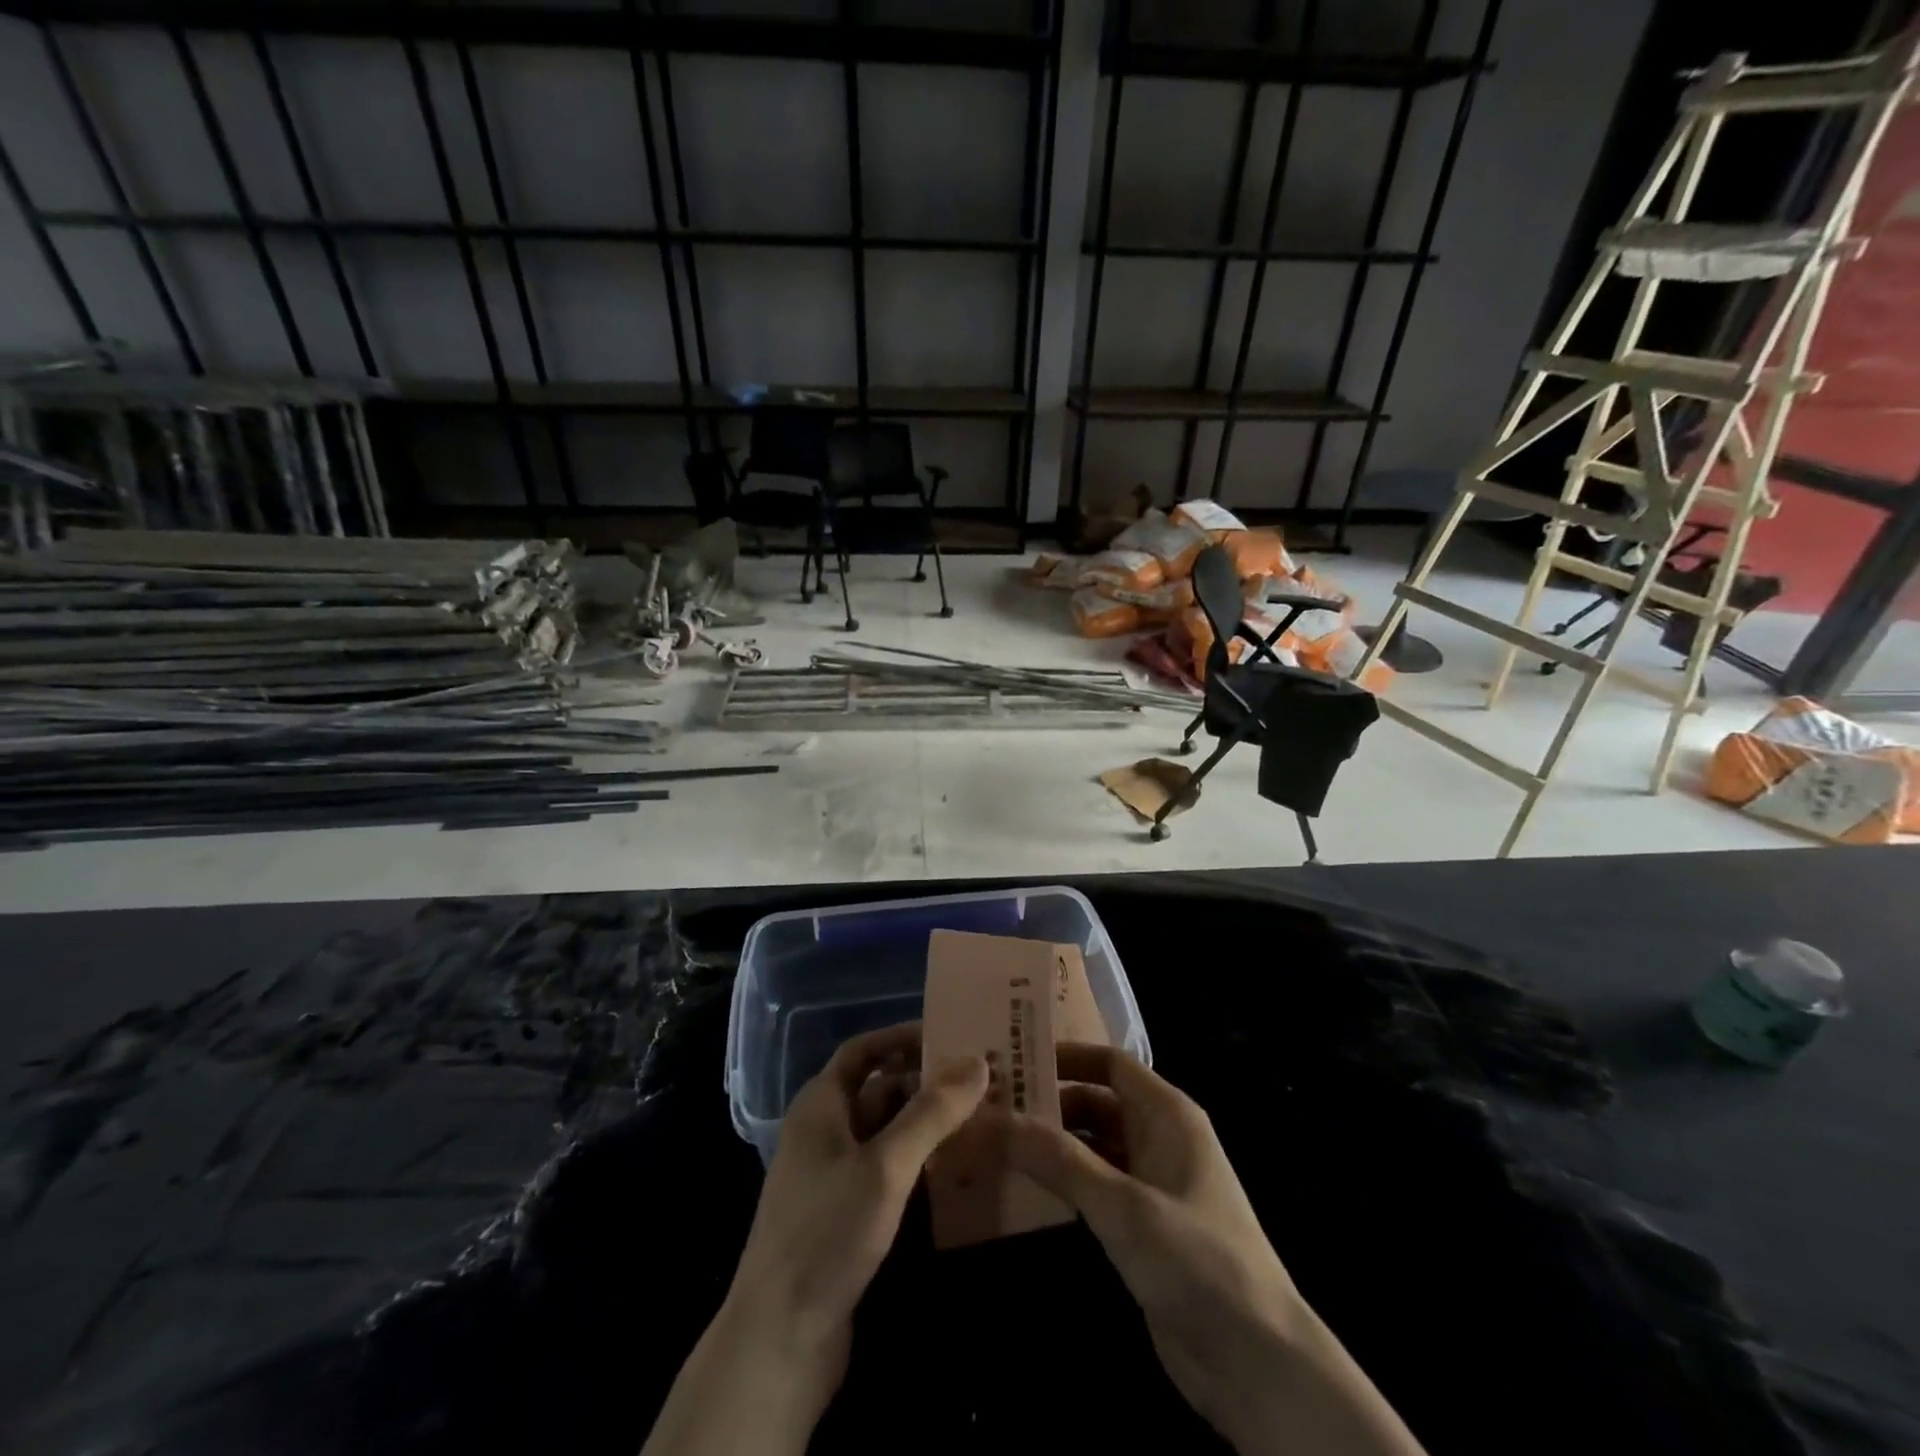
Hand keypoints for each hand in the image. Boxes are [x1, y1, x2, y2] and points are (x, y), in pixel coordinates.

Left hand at [729, 1023, 986, 1378]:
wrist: (779, 1341)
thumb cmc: (827, 1234)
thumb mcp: (885, 1165)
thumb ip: (931, 1112)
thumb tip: (977, 1060)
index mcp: (821, 1105)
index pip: (863, 1051)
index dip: (902, 1037)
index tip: (951, 1034)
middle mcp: (825, 1131)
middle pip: (880, 1090)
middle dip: (927, 1083)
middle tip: (983, 1081)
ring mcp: (834, 1176)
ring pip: (888, 1133)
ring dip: (928, 1125)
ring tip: (983, 1119)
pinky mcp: (846, 1216)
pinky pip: (889, 1172)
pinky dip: (920, 1163)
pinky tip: (958, 1171)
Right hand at [1004, 1043, 1424, 1455]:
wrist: (1259, 1364)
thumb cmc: (1197, 1261)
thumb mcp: (1122, 1206)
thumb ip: (1058, 1159)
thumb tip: (992, 1116)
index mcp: (1168, 1115)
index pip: (1110, 1063)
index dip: (1064, 1057)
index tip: (1012, 1060)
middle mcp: (1161, 1138)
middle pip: (1097, 1103)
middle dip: (1049, 1103)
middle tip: (990, 1107)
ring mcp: (1154, 1184)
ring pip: (1094, 1147)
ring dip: (1052, 1145)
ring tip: (994, 1143)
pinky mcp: (1145, 1227)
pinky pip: (1097, 1188)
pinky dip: (1064, 1184)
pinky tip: (1024, 1191)